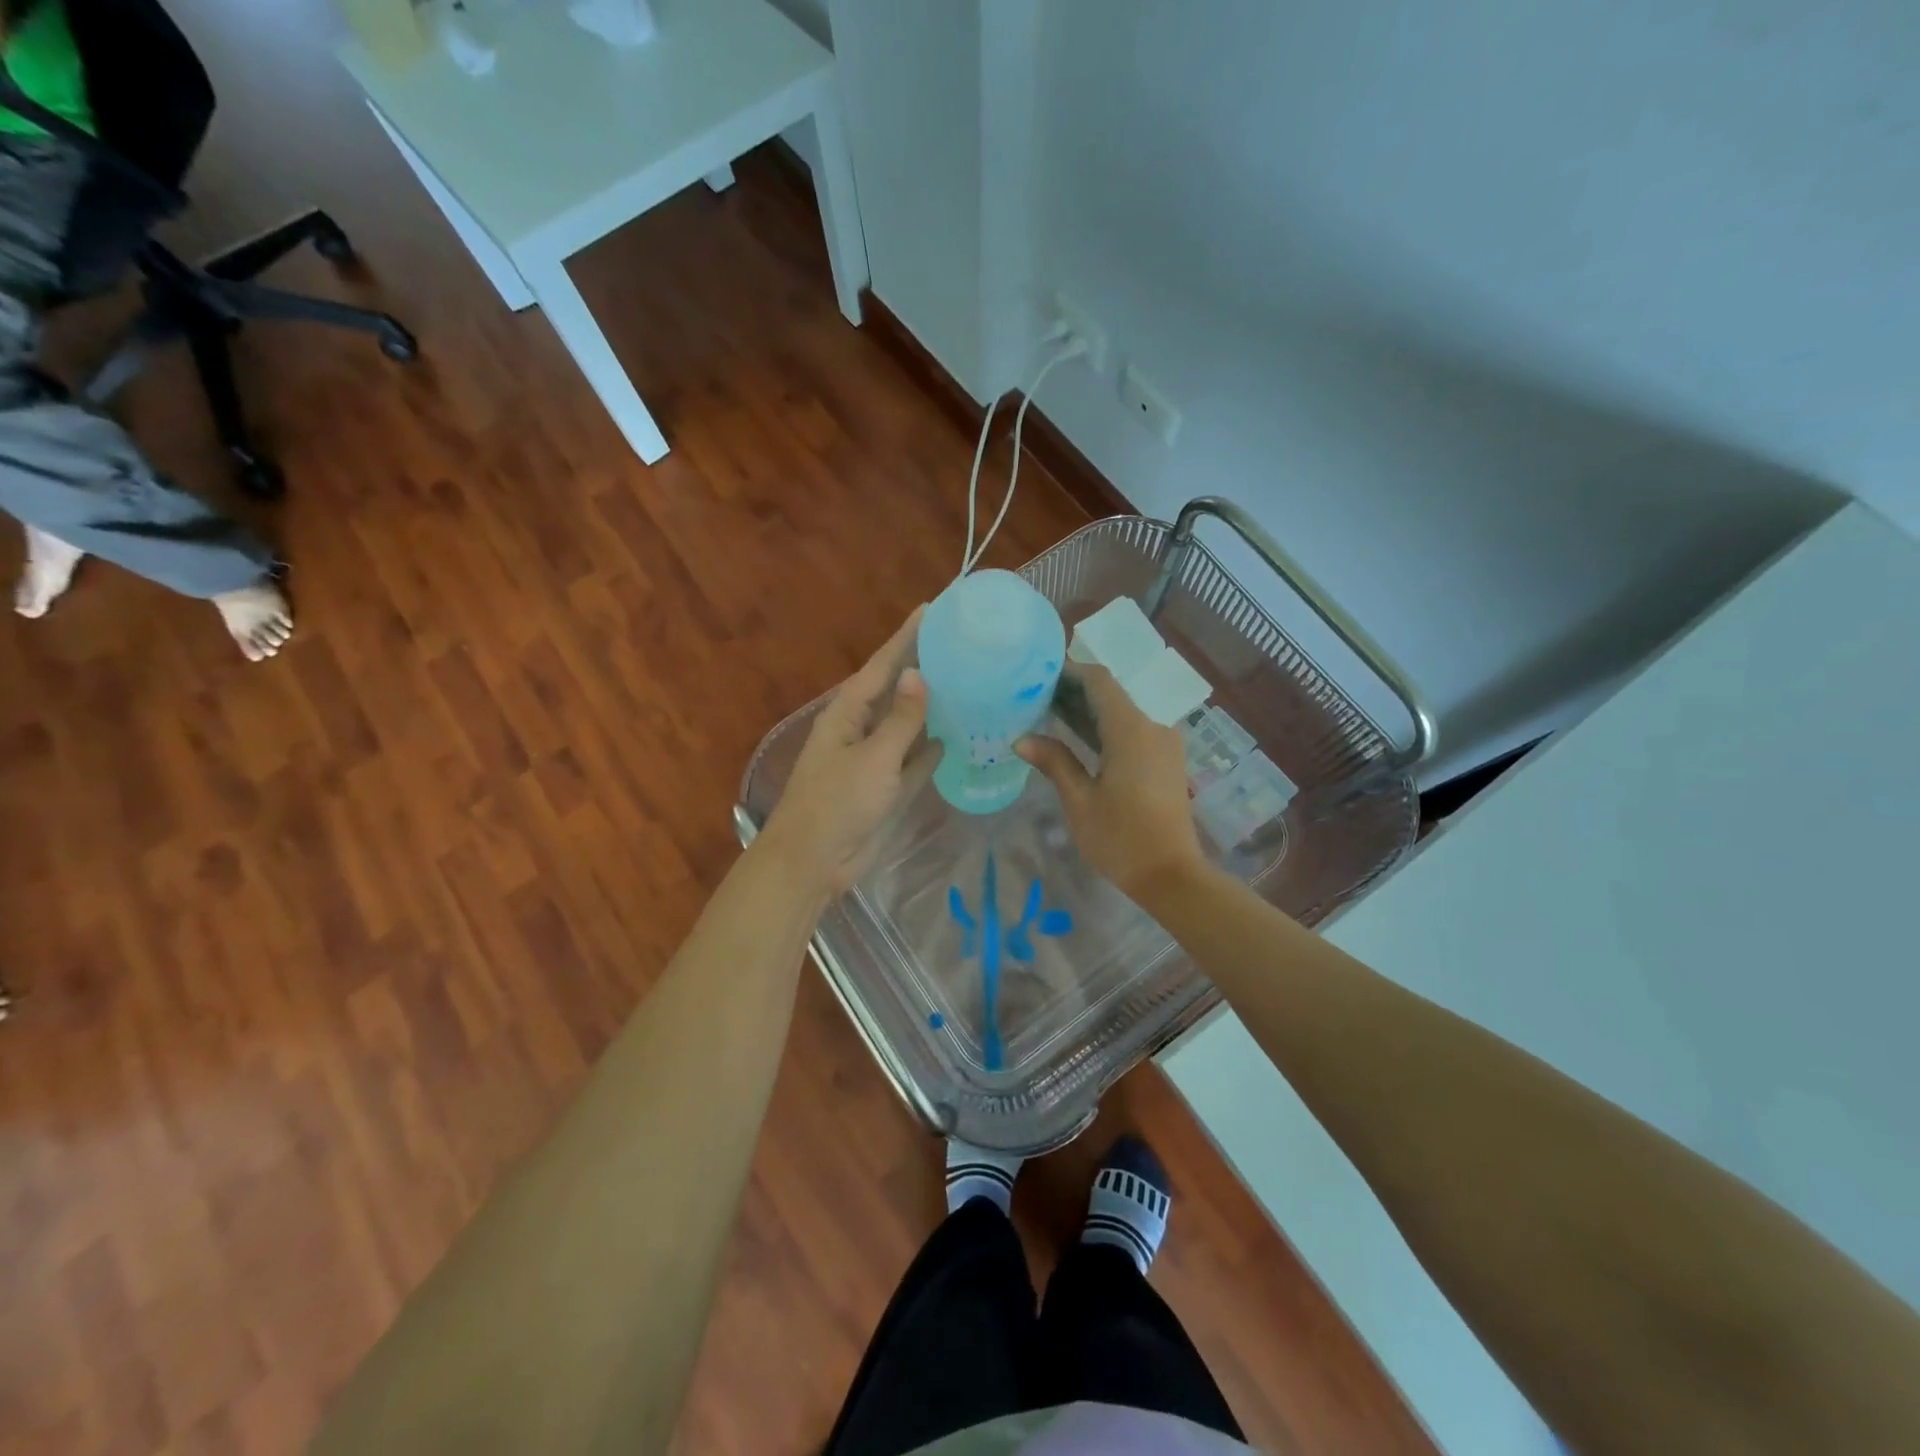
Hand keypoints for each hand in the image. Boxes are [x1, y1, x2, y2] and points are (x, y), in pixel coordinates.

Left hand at [757, 610, 937, 896]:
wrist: (814, 862)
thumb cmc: (836, 803)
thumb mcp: (872, 758)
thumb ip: (901, 719)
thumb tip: (919, 674)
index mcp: (848, 713)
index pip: (882, 665)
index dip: (906, 637)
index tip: (932, 609)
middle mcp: (862, 729)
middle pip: (898, 691)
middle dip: (924, 667)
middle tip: (963, 644)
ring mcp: (876, 759)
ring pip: (910, 725)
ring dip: (934, 708)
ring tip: (970, 683)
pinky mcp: (889, 787)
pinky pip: (916, 759)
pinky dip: (934, 748)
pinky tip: (960, 734)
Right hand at [1017, 664, 1205, 900]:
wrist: (1171, 875)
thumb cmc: (1121, 838)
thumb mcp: (1079, 801)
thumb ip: (1054, 762)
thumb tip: (1022, 740)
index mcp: (1131, 730)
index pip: (1100, 681)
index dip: (1070, 672)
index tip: (1039, 675)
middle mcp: (1153, 726)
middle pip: (1112, 694)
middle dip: (1075, 691)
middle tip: (1036, 696)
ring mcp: (1164, 743)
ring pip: (1123, 712)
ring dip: (1090, 710)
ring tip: (1050, 714)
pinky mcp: (1166, 759)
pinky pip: (1134, 730)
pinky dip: (1106, 727)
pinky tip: (1079, 739)